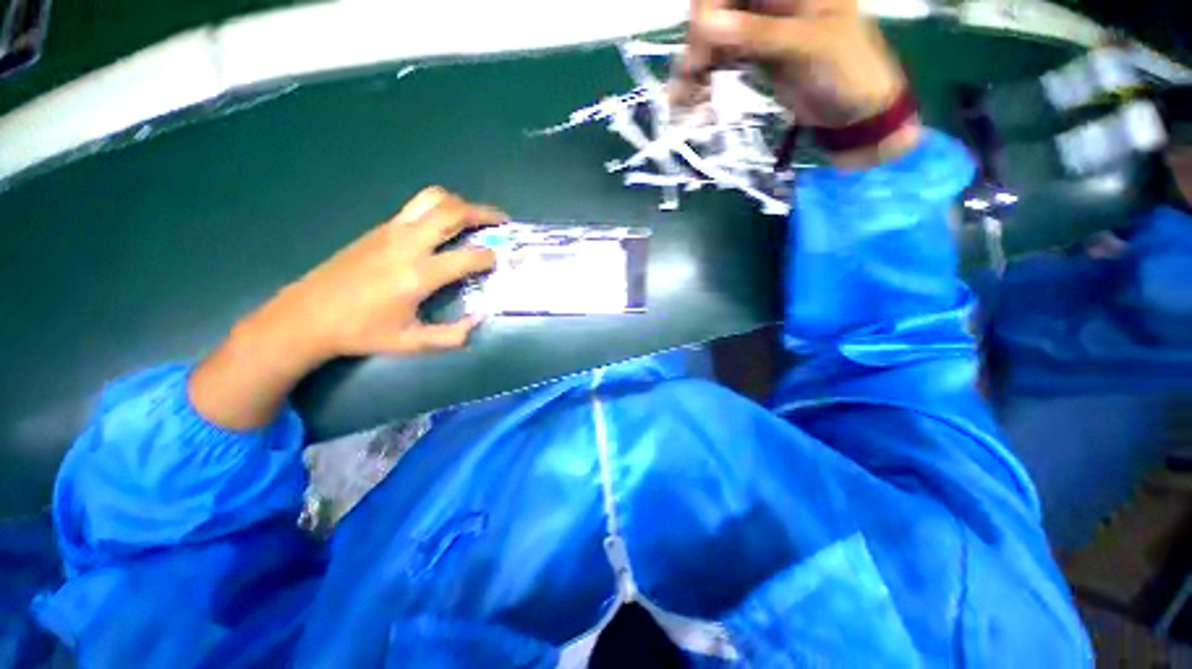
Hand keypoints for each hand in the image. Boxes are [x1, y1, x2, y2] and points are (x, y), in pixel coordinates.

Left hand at [264, 186, 504, 359]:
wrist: (307, 315)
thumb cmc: (361, 332)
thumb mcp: (411, 343)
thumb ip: (452, 336)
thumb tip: (479, 319)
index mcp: (417, 275)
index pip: (467, 257)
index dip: (491, 257)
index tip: (504, 260)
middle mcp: (407, 245)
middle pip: (451, 212)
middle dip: (483, 213)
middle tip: (502, 221)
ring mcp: (391, 231)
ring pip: (432, 199)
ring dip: (460, 203)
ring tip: (476, 216)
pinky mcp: (380, 229)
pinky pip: (417, 207)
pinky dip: (440, 208)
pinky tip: (446, 226)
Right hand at [672, 0, 919, 165]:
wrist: (853, 111)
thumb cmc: (846, 69)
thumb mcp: (806, 46)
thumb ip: (757, 34)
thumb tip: (703, 23)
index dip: (710, 3)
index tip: (699, 34)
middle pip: (717, 8)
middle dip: (698, 42)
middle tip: (690, 77)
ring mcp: (757, 25)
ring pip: (712, 36)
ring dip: (694, 69)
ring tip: (683, 103)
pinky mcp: (751, 54)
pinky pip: (718, 61)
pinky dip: (703, 83)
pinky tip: (694, 104)